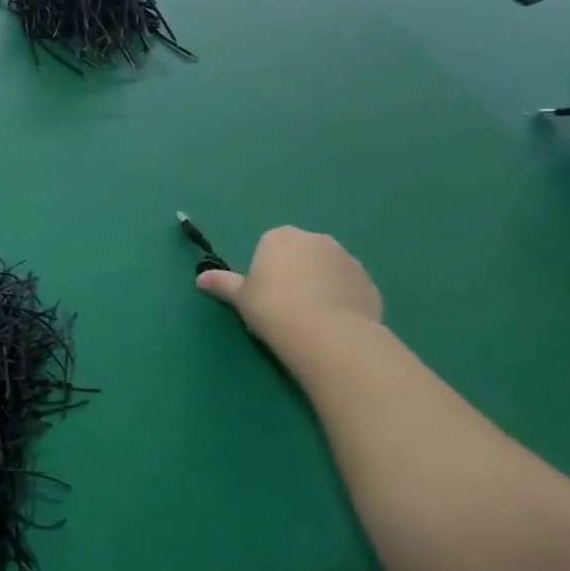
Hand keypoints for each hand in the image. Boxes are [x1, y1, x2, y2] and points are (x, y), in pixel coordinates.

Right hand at [196, 226, 382, 345]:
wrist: (327, 334)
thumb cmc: (273, 308)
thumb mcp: (240, 298)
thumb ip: (223, 284)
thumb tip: (200, 279)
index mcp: (281, 237)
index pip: (270, 244)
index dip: (266, 268)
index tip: (263, 292)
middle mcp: (316, 239)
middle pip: (301, 253)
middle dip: (296, 271)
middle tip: (285, 303)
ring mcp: (347, 259)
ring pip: (327, 269)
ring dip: (320, 284)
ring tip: (311, 317)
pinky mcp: (369, 282)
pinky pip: (348, 287)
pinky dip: (341, 299)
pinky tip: (332, 323)